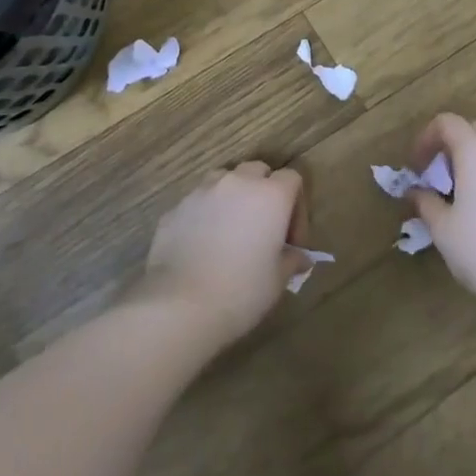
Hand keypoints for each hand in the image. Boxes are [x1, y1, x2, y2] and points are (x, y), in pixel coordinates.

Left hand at [137, 161, 306, 348]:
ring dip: (233, 197)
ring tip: (231, 231)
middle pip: (257, 171)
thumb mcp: (278, 280)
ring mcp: (202, 190)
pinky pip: (198, 202)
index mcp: (270, 195)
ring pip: (224, 179)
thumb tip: (299, 257)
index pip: (292, 178)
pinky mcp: (176, 207)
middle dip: (264, 192)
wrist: (182, 305)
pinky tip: (203, 246)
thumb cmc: (242, 291)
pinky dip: (206, 215)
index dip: (297, 206)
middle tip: (263, 229)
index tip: (291, 240)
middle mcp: (237, 182)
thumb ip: (292, 260)